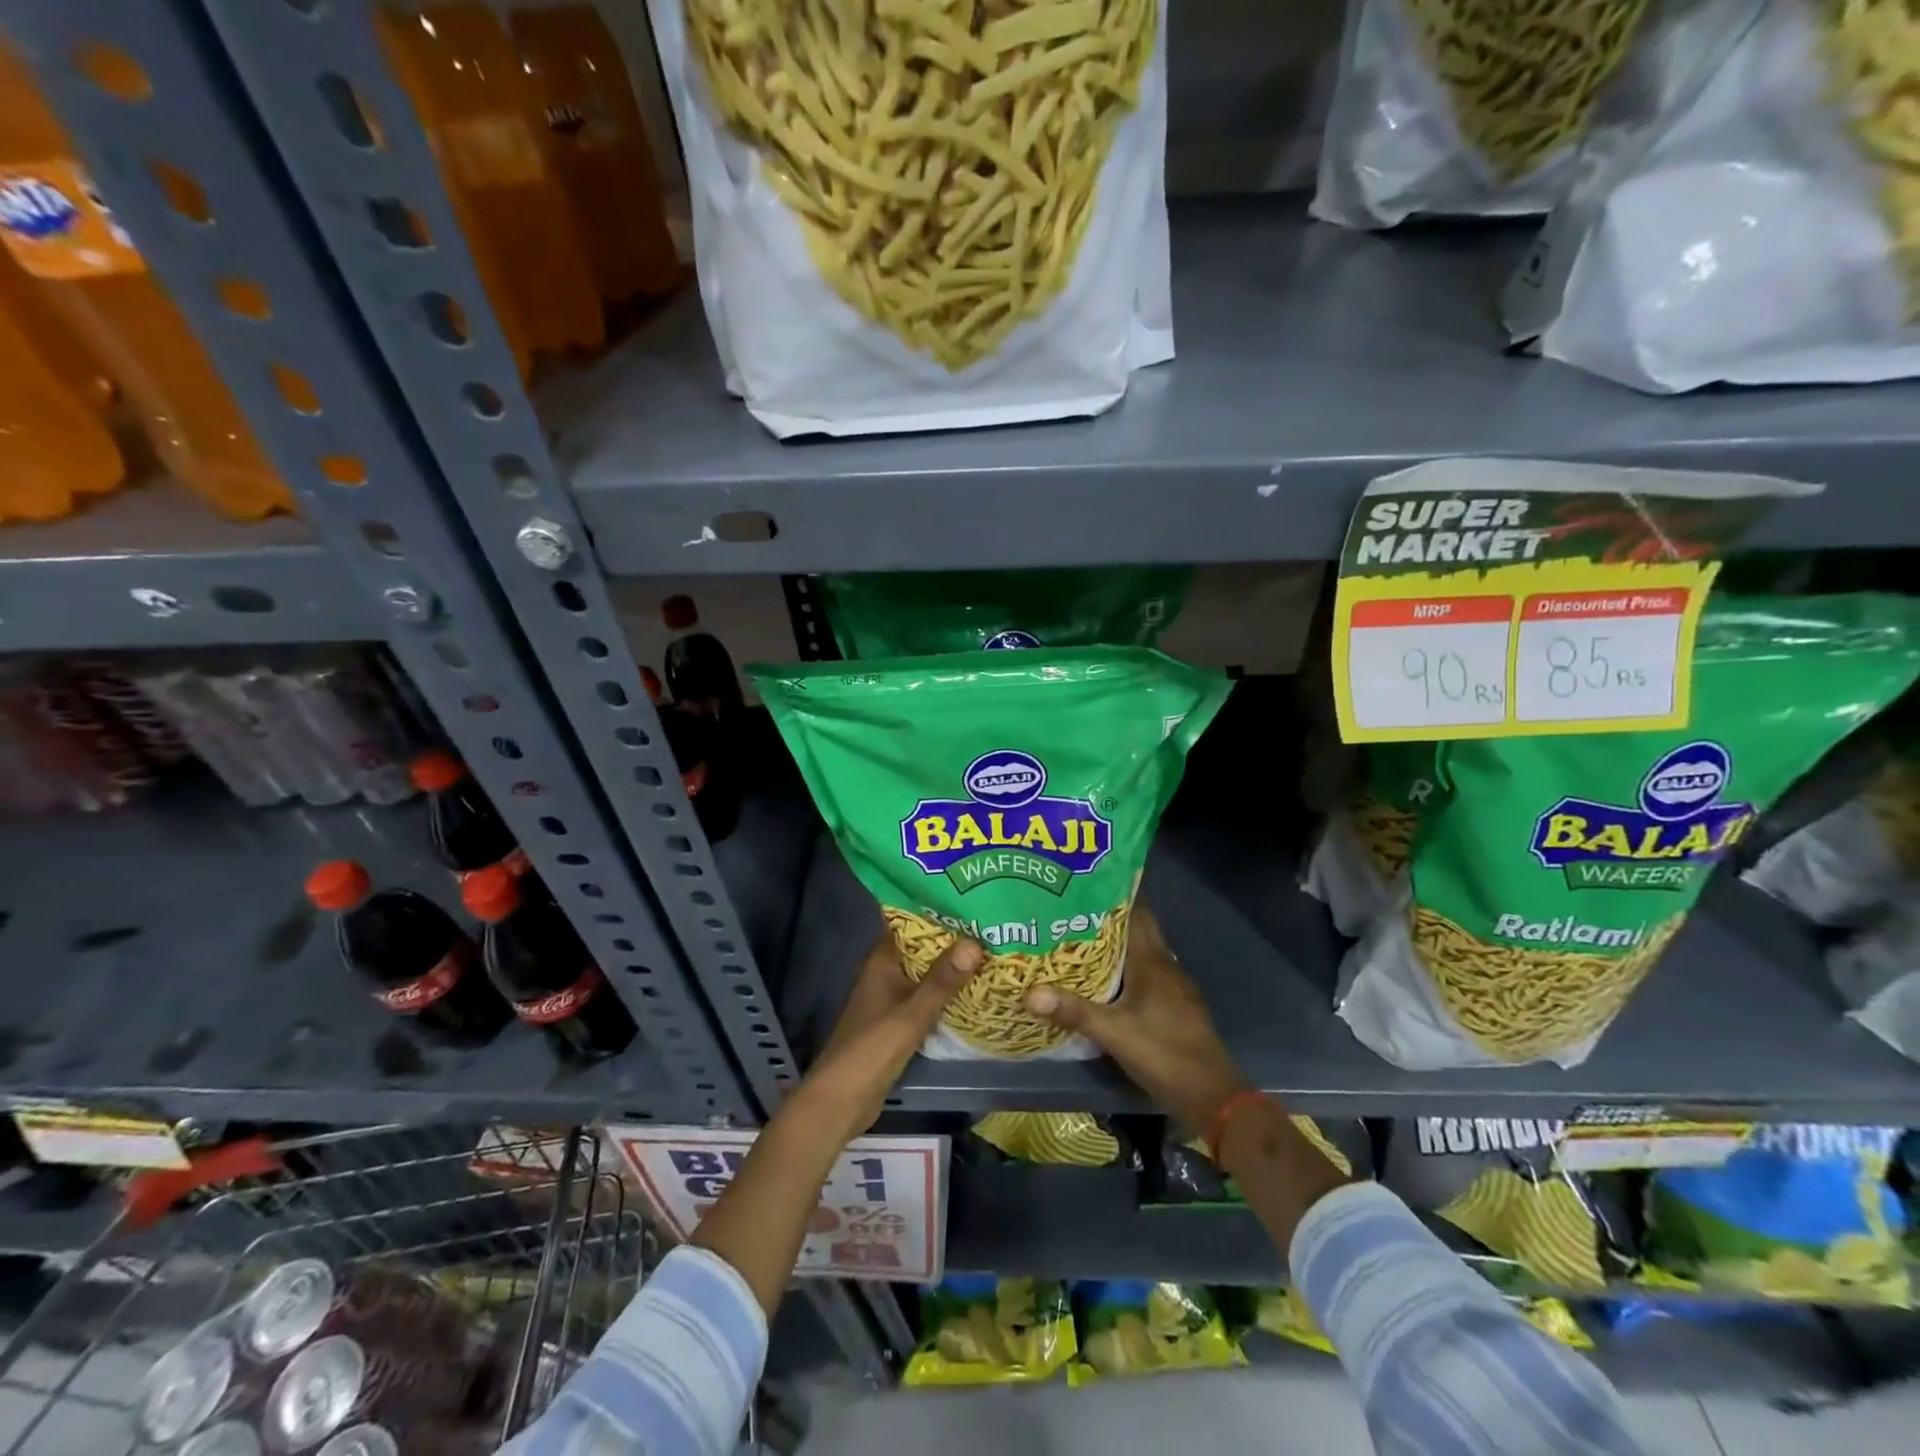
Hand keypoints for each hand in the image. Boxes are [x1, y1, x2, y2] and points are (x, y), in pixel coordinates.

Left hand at [792, 931, 982, 1144]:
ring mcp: (891, 1000)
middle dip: (951, 940)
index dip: (935, 911)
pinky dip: (946, 994)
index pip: (908, 923)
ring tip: (990, 953)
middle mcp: (885, 974)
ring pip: (926, 975)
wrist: (841, 1101)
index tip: (968, 899)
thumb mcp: (911, 1014)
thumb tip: (974, 942)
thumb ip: (942, 981)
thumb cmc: (871, 1049)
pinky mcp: (898, 1024)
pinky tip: (974, 992)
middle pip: (921, 949)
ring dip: (951, 968)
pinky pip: (926, 999)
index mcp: (881, 962)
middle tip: (990, 926)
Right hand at [1025, 903, 1248, 1133]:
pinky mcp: (1176, 1005)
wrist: (1213, 1096)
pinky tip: (1107, 976)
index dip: (1114, 893)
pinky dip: (1127, 965)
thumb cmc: (1165, 1055)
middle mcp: (1165, 965)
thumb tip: (1029, 991)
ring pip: (1143, 950)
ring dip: (1118, 940)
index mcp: (1153, 961)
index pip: (1135, 912)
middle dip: (1111, 914)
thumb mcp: (1114, 1033)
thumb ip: (1073, 1011)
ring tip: (1082, 934)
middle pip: (1138, 928)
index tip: (1085, 879)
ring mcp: (1174, 986)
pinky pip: (1148, 971)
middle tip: (1073, 905)